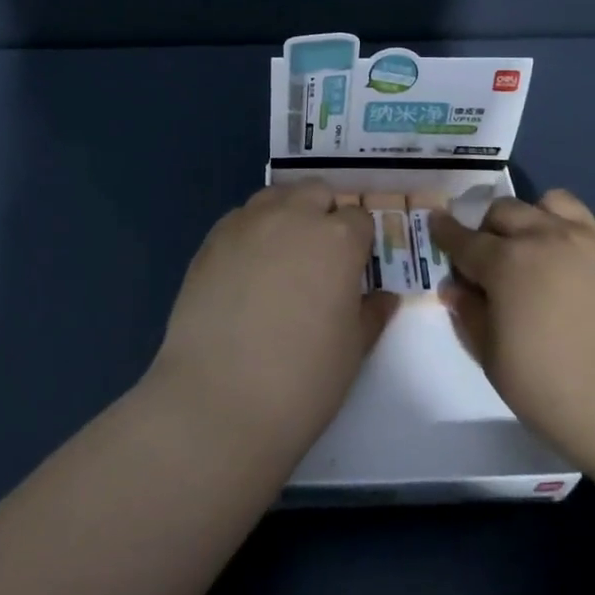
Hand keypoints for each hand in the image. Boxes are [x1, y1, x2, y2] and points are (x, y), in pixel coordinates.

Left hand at [148, 181, 395, 469]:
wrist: (218, 402)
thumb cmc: (302, 380)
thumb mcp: (352, 350)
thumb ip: (371, 314)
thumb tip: (384, 297)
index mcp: (337, 239)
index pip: (359, 218)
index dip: (359, 242)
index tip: (354, 268)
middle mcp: (293, 217)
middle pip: (316, 192)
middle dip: (324, 214)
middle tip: (320, 258)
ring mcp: (247, 224)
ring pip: (275, 197)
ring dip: (286, 214)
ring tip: (282, 256)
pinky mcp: (210, 241)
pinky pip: (239, 219)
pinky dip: (251, 232)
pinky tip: (246, 270)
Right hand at [430, 189, 594, 476]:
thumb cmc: (558, 393)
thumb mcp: (496, 363)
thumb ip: (471, 317)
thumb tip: (456, 287)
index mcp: (507, 263)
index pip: (464, 239)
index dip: (445, 231)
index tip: (436, 224)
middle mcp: (546, 237)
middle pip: (506, 211)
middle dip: (489, 227)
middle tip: (490, 255)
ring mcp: (592, 240)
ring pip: (553, 202)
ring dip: (536, 217)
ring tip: (539, 246)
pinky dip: (579, 234)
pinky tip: (583, 263)